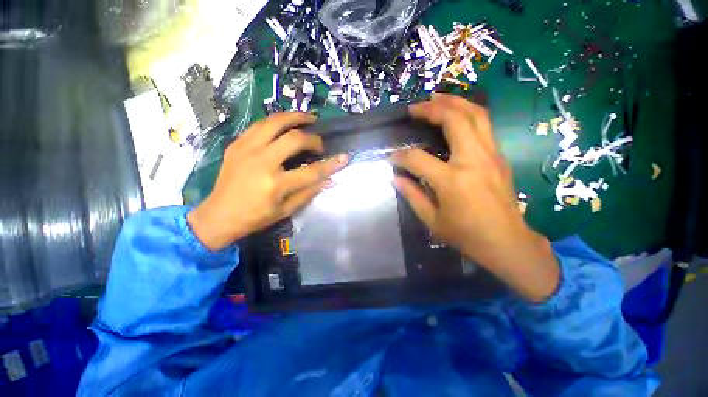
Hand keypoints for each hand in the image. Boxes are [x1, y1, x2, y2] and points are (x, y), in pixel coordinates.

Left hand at [188, 112, 347, 250]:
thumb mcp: (286, 210)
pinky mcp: (236, 144)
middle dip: (313, 138)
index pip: (312, 171)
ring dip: (294, 117)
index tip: (345, 157)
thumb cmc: (255, 217)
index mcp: (275, 184)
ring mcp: (246, 149)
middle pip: (294, 138)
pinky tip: (285, 124)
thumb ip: (308, 193)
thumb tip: (329, 180)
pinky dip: (276, 121)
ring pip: (274, 122)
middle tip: (320, 143)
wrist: (218, 215)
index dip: (331, 164)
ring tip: (308, 118)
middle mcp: (261, 162)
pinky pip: (259, 125)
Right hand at [389, 94, 558, 301]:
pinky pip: (484, 125)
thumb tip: (396, 178)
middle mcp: (473, 161)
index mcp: (452, 181)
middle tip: (415, 108)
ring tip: (436, 98)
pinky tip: (455, 114)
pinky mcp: (499, 157)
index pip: (418, 159)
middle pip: (454, 120)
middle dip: (431, 109)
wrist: (507, 242)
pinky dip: (467, 113)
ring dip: (454, 102)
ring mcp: (491, 155)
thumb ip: (412, 195)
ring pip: (475, 115)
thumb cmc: (466, 235)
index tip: (392, 158)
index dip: (400, 156)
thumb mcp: (432, 220)